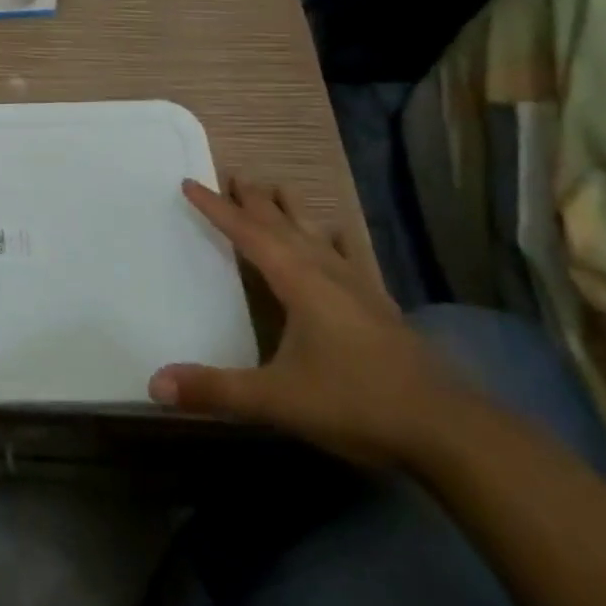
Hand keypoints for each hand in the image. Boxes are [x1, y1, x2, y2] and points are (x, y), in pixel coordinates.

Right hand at [149, 177, 465, 466]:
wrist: (450, 430)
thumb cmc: (357, 403)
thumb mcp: (278, 399)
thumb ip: (217, 390)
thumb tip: (154, 384)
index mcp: (298, 281)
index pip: (247, 233)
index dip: (216, 208)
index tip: (191, 182)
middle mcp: (326, 273)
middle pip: (283, 224)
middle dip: (256, 200)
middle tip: (235, 175)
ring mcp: (358, 288)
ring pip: (316, 234)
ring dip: (292, 211)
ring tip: (278, 189)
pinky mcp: (380, 307)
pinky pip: (349, 257)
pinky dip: (335, 240)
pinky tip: (338, 235)